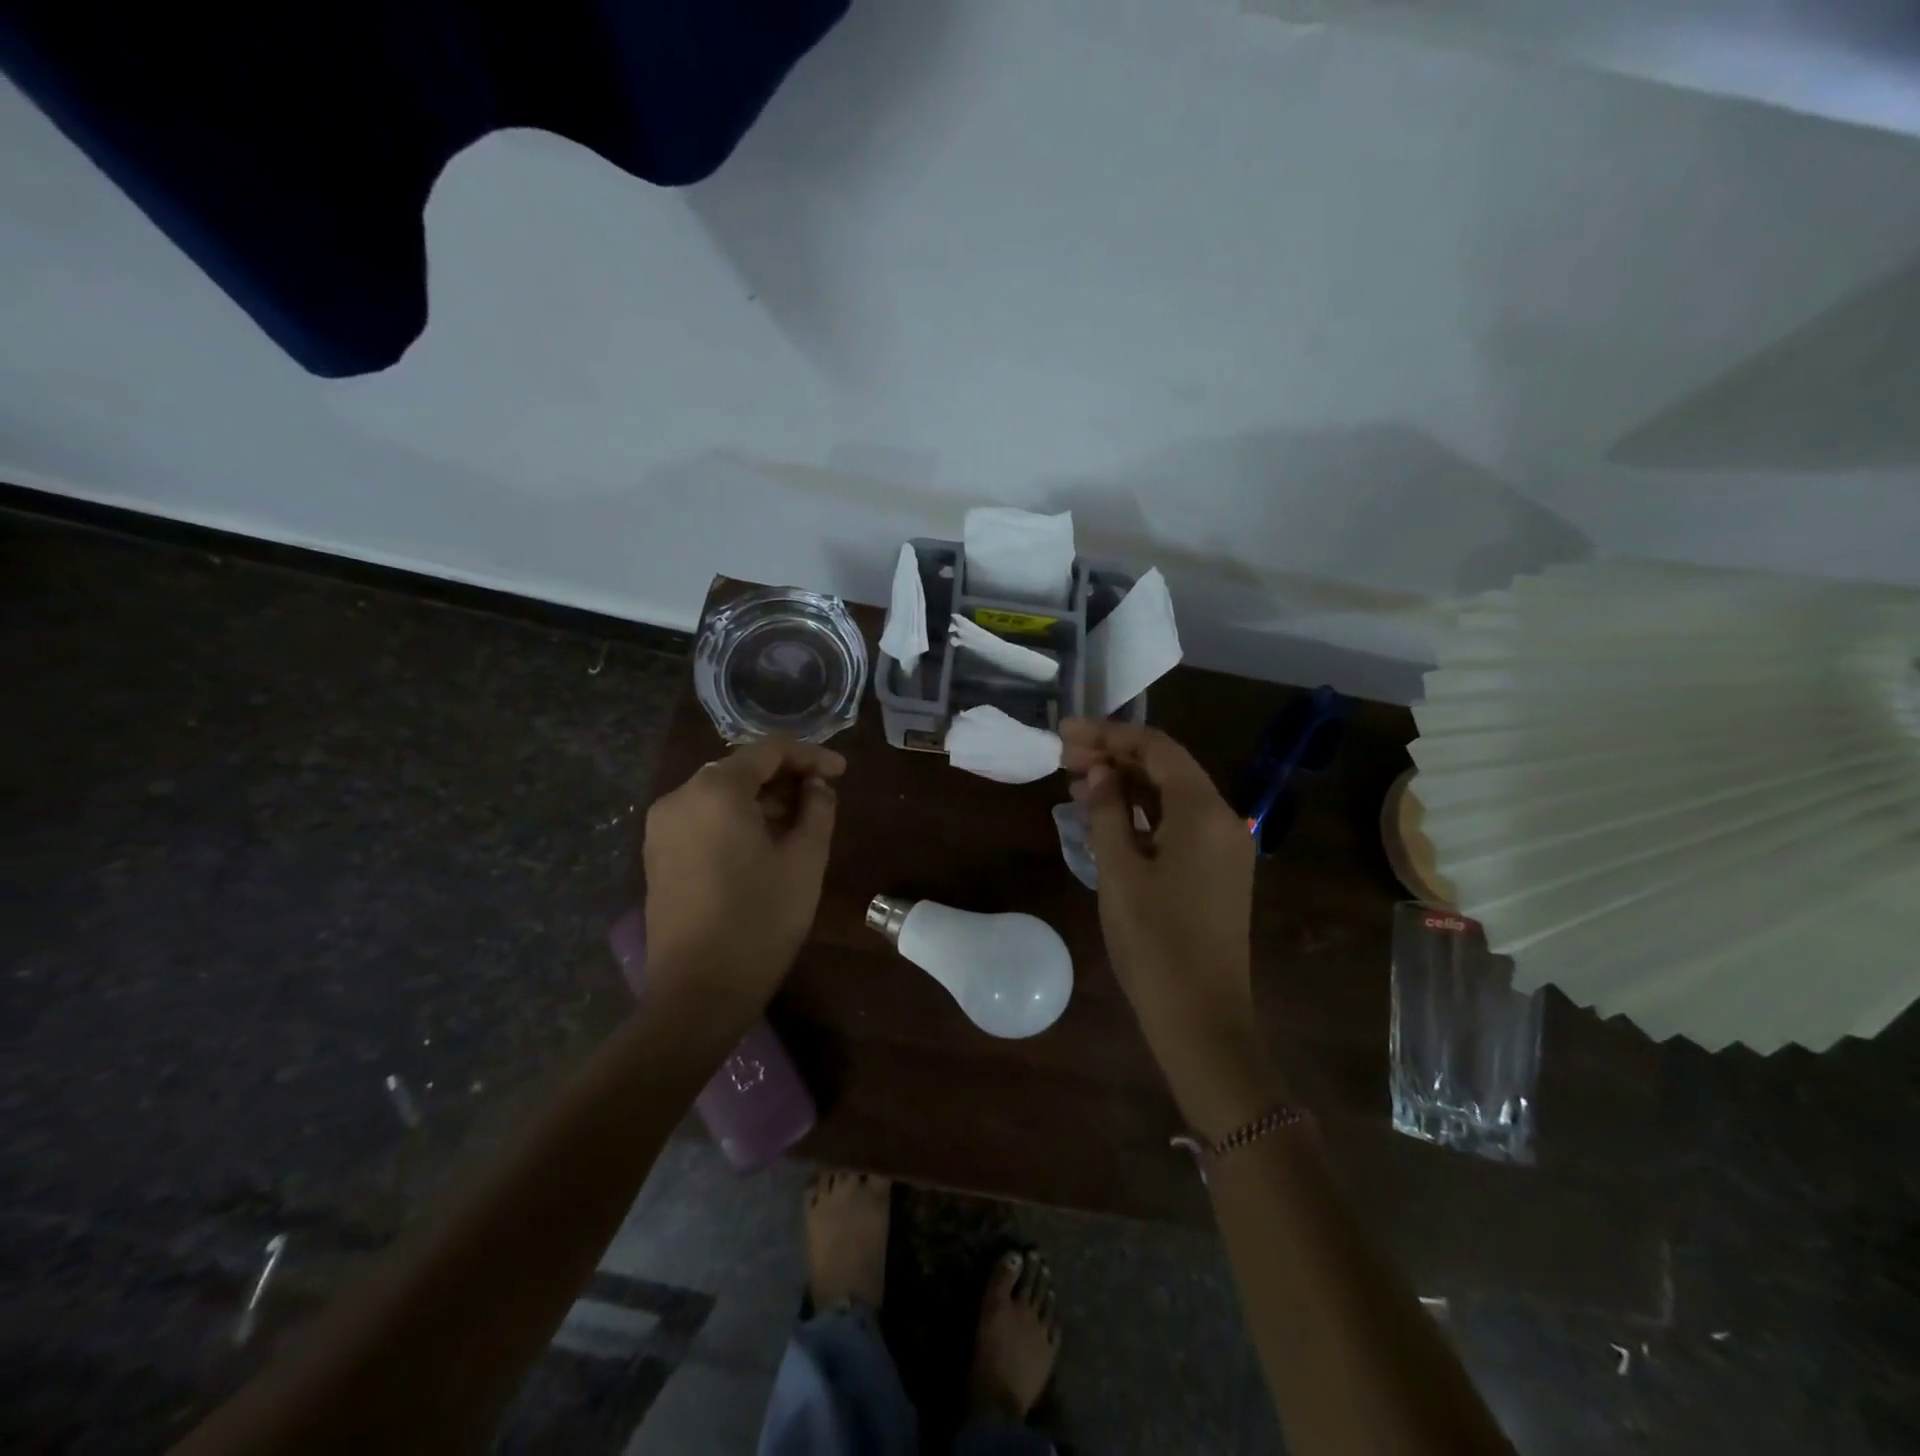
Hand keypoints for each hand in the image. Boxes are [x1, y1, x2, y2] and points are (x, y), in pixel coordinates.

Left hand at [642, 737, 845, 1014]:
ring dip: (761, 799)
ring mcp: (662, 827)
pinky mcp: (656, 854)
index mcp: (716, 790)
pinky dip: (736, 818)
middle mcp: (680, 797)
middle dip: (785, 777)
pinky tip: (764, 841)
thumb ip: (818, 809)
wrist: (698, 992)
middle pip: (741, 769)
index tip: (842, 772)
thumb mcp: (805, 860)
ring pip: (720, 794)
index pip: (769, 751)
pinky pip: (703, 818)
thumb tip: (817, 786)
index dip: (811, 755)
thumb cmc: (760, 920)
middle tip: (824, 796)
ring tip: (800, 820)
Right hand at [1061, 720, 1256, 1053]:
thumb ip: (1107, 812)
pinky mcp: (1217, 870)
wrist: (1202, 1019)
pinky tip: (1107, 816)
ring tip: (1076, 783)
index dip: (1109, 734)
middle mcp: (1223, 819)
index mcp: (1203, 812)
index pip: (1156, 748)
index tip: (1065, 733)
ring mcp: (1224, 847)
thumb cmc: (1155, 943)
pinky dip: (1142, 812)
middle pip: (1166, 767)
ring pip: (1171, 795)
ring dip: (1127, 783)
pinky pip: (1178, 823)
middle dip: (1115, 755)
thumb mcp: (1120, 872)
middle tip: (1064, 757)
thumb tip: (1100, 771)